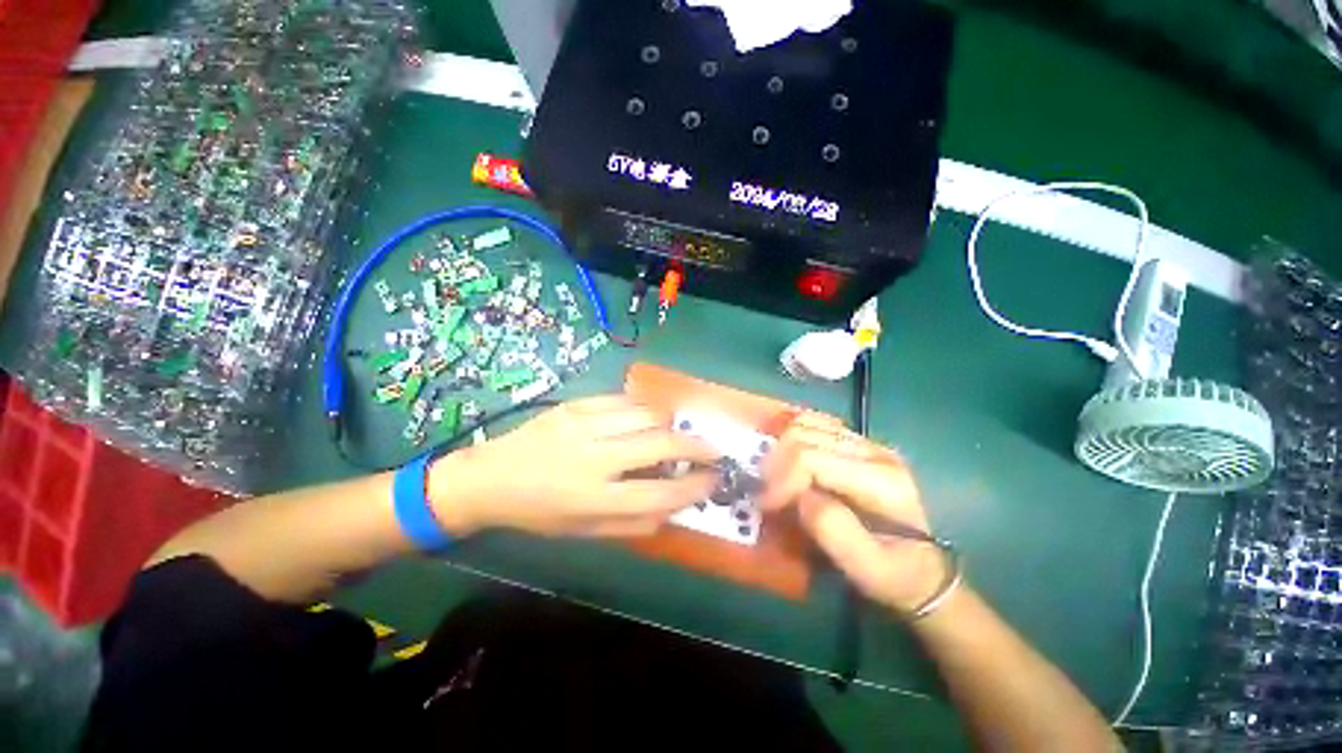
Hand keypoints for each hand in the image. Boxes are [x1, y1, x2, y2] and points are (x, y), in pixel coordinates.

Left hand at [428, 396, 719, 537]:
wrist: (491, 476)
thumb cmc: (540, 512)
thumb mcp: (584, 531)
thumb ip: (633, 521)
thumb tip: (675, 506)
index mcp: (593, 498)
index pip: (659, 493)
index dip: (695, 486)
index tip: (715, 480)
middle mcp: (593, 458)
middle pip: (660, 445)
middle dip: (697, 446)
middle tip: (713, 450)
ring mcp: (584, 424)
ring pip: (647, 414)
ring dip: (672, 425)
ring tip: (678, 434)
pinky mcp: (577, 404)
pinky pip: (625, 400)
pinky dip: (646, 409)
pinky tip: (650, 418)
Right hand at [761, 413, 947, 615]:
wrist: (922, 570)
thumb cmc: (894, 575)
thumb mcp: (867, 570)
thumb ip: (833, 531)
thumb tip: (799, 497)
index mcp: (882, 481)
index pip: (812, 459)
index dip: (781, 478)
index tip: (765, 504)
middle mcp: (875, 452)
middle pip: (806, 436)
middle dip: (776, 463)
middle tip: (765, 492)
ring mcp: (867, 443)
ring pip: (808, 424)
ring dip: (781, 447)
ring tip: (772, 476)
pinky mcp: (857, 443)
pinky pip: (815, 424)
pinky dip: (793, 433)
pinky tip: (784, 453)